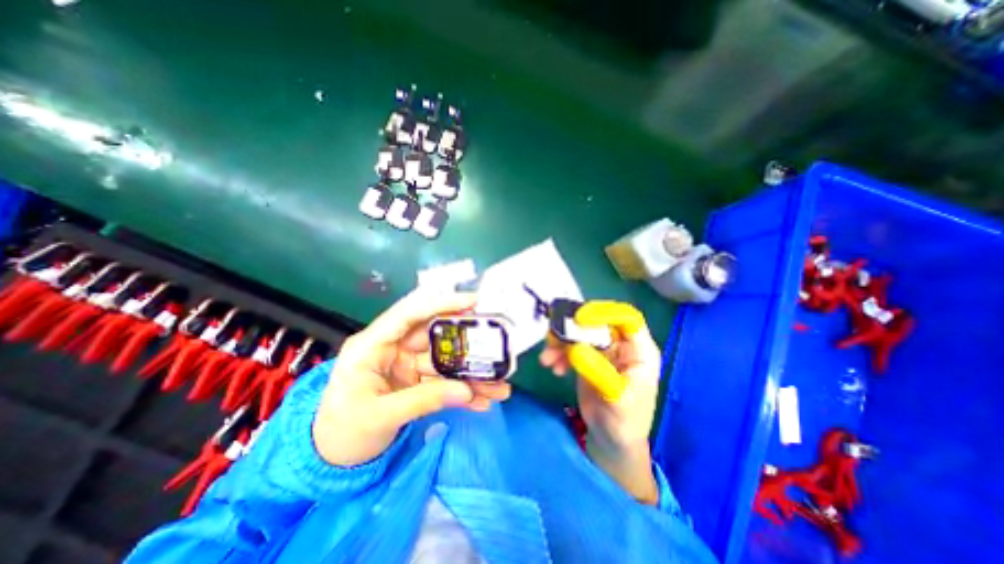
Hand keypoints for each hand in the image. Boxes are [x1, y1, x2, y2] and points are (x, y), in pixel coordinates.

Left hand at [313, 291, 509, 465]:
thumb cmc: (341, 432)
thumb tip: (466, 391)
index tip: (473, 302)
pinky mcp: (415, 382)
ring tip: (498, 385)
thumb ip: (424, 400)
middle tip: (496, 344)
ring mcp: (406, 365)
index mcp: (372, 345)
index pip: (409, 313)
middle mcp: (392, 348)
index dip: (441, 303)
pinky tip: (482, 401)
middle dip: (467, 343)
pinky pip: (444, 381)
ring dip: (471, 373)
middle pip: (435, 336)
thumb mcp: (380, 416)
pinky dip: (462, 391)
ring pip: (445, 361)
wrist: (329, 461)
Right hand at [538, 302, 664, 502]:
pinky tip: (554, 368)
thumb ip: (597, 371)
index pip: (626, 317)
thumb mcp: (615, 397)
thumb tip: (574, 348)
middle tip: (553, 335)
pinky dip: (559, 353)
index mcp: (639, 350)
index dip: (604, 313)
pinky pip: (571, 347)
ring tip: (548, 358)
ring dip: (561, 341)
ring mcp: (603, 351)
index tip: (578, 318)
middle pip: (596, 323)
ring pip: (580, 333)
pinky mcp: (588, 359)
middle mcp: (621, 345)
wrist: (612, 440)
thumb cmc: (625, 421)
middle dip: (573, 328)